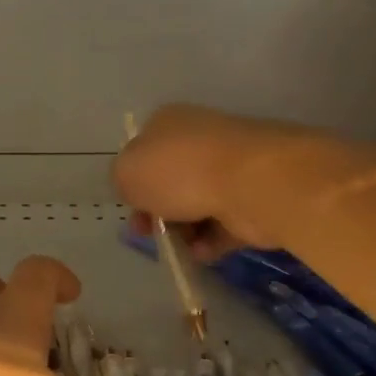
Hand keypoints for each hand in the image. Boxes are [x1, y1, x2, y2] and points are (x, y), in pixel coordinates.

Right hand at [112, 103, 284, 259]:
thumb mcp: (126, 172)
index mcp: (168, 123)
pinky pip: (223, 224)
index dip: (132, 181)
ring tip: (177, 246)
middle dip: (156, 211)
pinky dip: (210, 241)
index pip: (143, 150)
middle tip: (147, 232)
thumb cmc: (179, 171)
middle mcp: (200, 140)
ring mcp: (231, 168)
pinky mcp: (253, 198)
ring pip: (196, 204)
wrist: (251, 184)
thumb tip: (136, 189)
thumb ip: (122, 180)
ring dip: (182, 229)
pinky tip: (202, 252)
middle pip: (170, 180)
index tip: (129, 207)